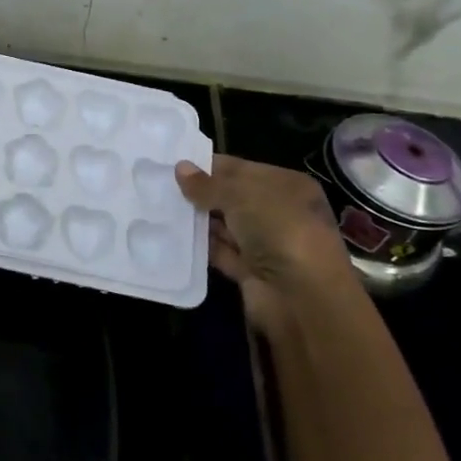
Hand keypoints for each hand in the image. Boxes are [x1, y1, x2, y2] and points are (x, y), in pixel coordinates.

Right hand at [174, 155, 360, 337]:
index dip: (210, 166)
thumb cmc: (278, 230)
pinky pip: (220, 252)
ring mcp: (265, 244)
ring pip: (225, 226)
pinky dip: (200, 246)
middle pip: (232, 197)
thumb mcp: (241, 196)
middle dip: (200, 193)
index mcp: (287, 186)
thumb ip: (208, 184)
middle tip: (159, 184)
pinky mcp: (251, 271)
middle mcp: (279, 212)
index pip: (241, 169)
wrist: (302, 297)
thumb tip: (180, 168)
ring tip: (159, 207)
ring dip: (198, 219)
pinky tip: (172, 235)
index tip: (174, 163)